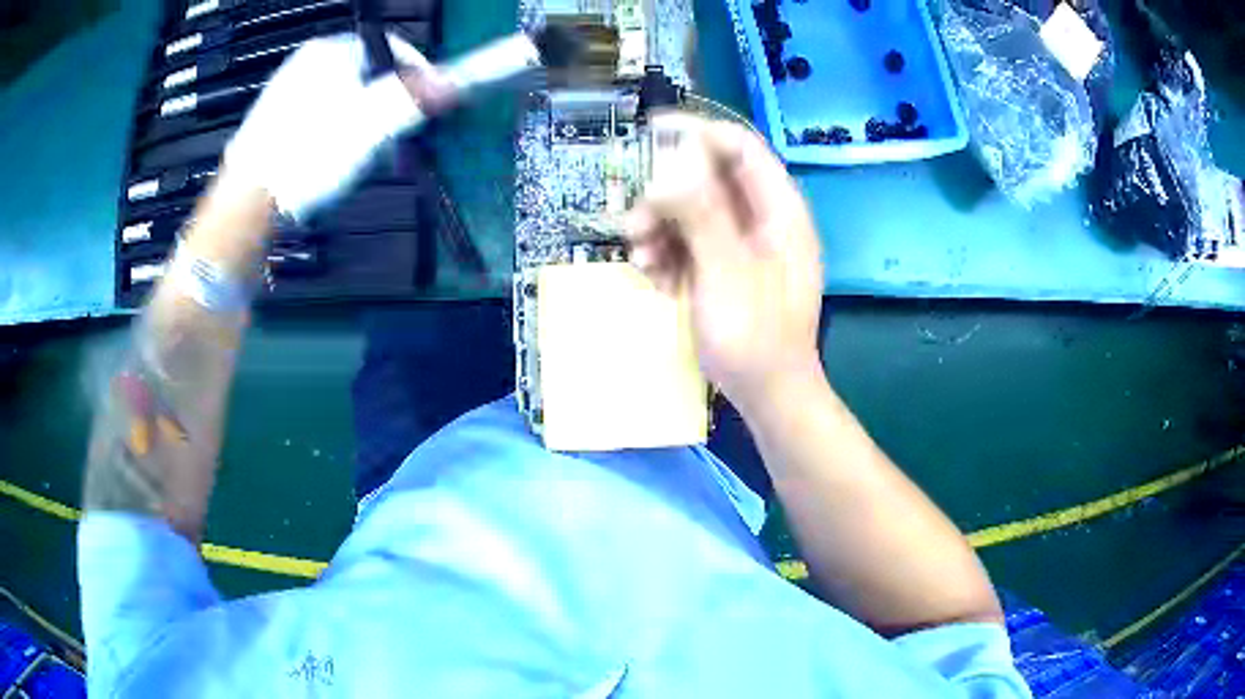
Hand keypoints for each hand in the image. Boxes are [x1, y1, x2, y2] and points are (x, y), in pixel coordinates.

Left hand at [219, 33, 435, 219]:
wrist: (249, 201)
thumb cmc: (308, 156)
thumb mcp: (371, 124)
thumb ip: (415, 97)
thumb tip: (454, 81)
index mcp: (332, 50)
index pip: (394, 49)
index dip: (419, 77)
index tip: (428, 108)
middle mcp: (308, 62)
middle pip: (370, 76)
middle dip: (388, 106)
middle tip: (394, 139)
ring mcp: (288, 91)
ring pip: (346, 99)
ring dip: (364, 124)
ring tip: (362, 156)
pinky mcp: (277, 121)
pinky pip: (322, 118)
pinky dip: (336, 134)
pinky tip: (332, 160)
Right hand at [625, 114, 823, 408]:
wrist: (767, 395)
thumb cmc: (755, 336)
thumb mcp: (726, 272)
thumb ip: (701, 213)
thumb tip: (671, 162)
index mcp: (779, 210)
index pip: (740, 148)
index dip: (698, 133)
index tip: (651, 134)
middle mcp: (763, 219)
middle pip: (708, 179)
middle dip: (666, 195)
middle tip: (636, 221)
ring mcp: (743, 244)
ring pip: (692, 212)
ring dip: (660, 228)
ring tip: (641, 257)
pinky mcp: (725, 267)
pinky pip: (690, 243)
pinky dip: (667, 253)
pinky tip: (652, 276)